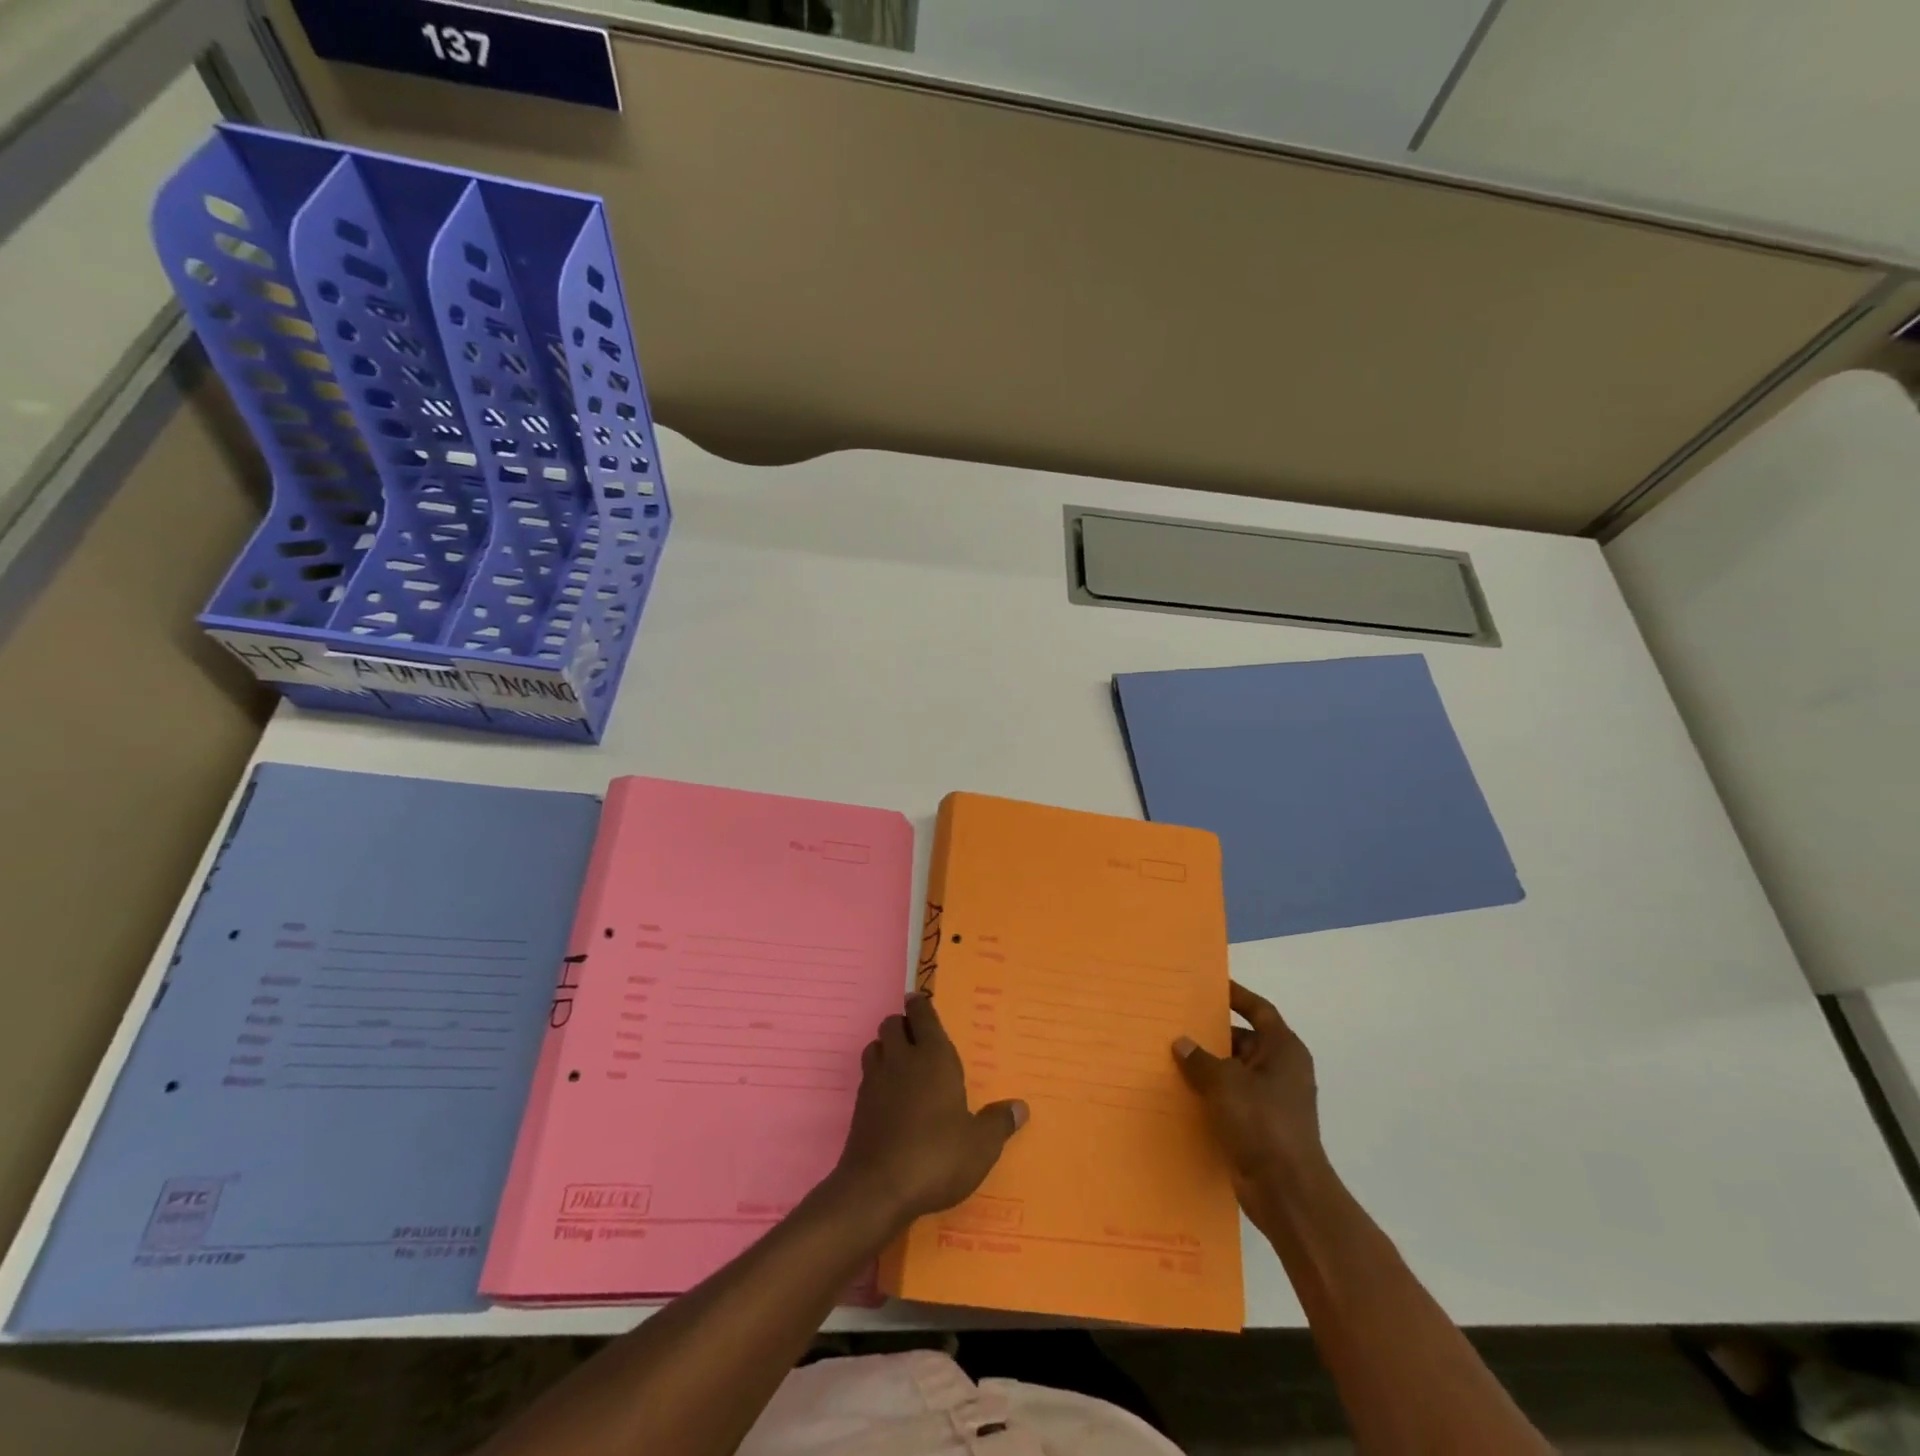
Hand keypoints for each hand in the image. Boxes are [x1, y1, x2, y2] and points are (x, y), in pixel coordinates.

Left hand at [834, 993, 1028, 1224]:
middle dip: (902, 1024)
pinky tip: (889, 1096)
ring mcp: (875, 1080)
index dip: (921, 1005)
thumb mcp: (980, 1146)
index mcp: (933, 1057)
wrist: (878, 1188)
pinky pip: (866, 1074)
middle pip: (892, 1023)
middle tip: (916, 1036)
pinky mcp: (858, 1105)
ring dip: (886, 1047)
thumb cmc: (937, 1157)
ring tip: (901, 1062)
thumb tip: (1021, 1107)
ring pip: (875, 1045)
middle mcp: (902, 1059)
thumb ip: (999, 1123)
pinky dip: (876, 1075)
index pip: (923, 1015)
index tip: (920, 1001)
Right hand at [1173, 982, 1327, 1220]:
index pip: (1259, 1010)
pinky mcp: (1259, 1126)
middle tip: (1177, 1022)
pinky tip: (1180, 1092)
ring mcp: (1272, 1100)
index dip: (1237, 996)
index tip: (1209, 986)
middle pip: (1244, 1040)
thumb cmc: (1262, 1123)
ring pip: (1234, 1071)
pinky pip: (1231, 1099)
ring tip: (1170, 1055)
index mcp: (1284, 1050)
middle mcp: (1281, 1070)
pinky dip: (1210, 1093)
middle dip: (1212, 1033)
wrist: (1287, 1192)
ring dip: (1207, 1066)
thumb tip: (1182, 1043)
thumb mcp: (1225, 1082)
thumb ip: (1200, 1059)